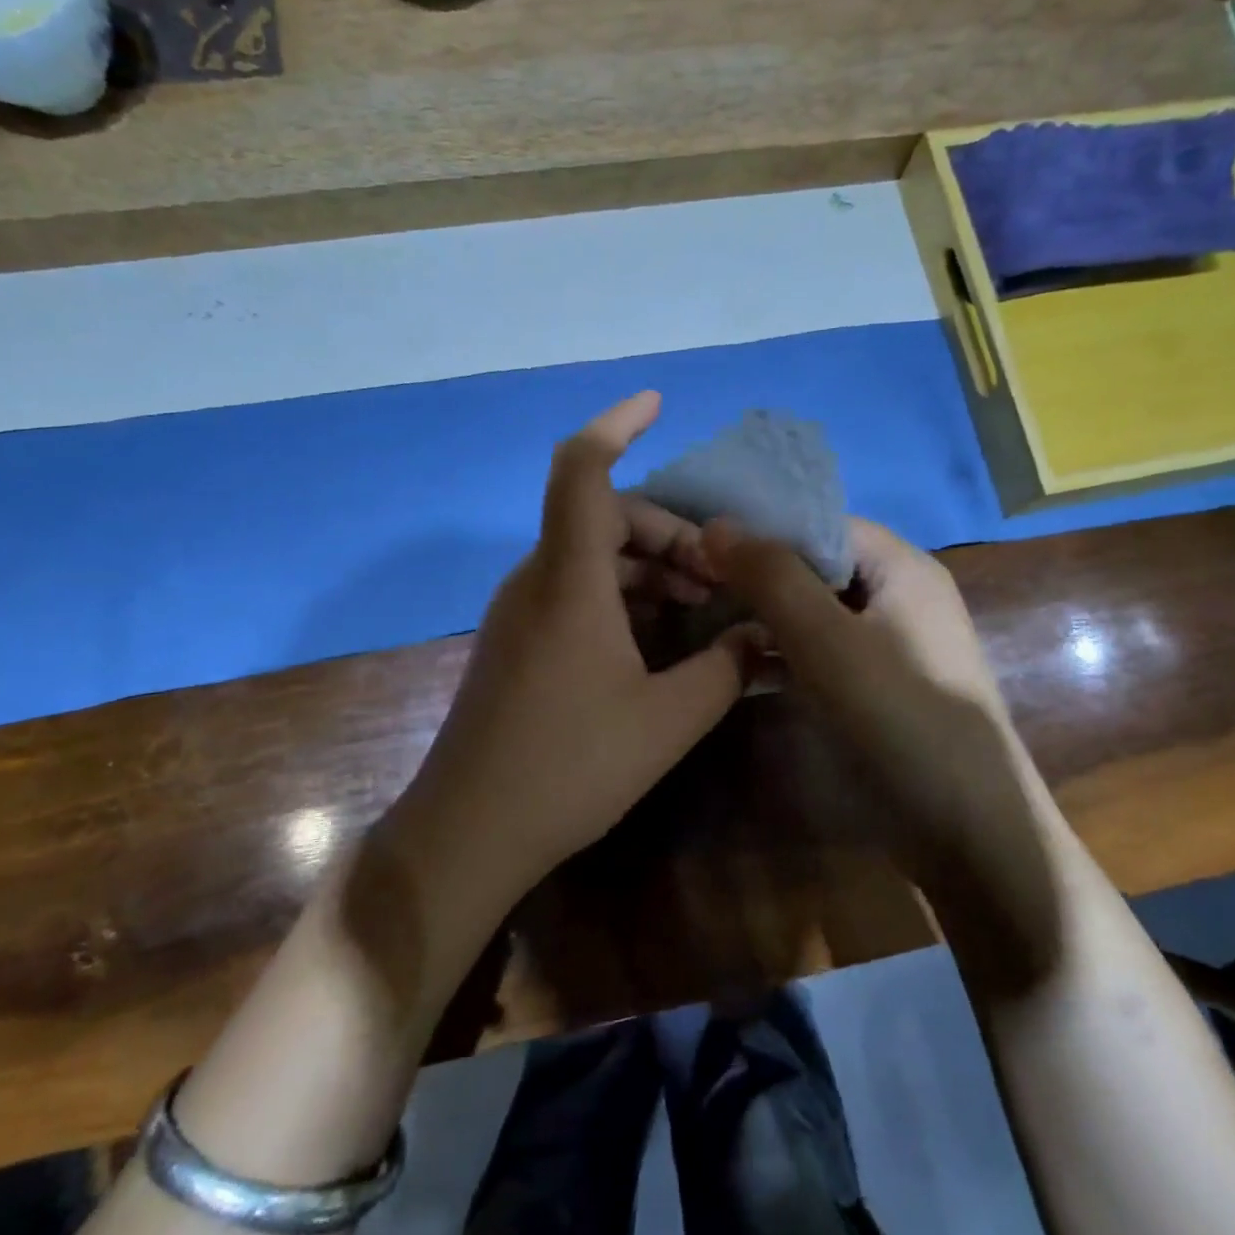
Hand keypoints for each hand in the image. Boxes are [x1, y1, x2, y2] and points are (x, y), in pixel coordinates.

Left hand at [401, 392, 751, 893]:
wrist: (469, 830)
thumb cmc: (571, 768)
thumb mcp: (668, 719)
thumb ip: (727, 667)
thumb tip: (764, 633)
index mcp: (569, 579)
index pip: (583, 470)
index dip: (617, 423)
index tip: (657, 404)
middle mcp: (537, 580)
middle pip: (602, 515)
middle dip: (669, 531)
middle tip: (718, 577)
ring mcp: (520, 611)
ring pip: (590, 555)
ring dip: (648, 567)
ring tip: (700, 607)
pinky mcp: (516, 641)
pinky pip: (574, 590)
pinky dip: (621, 594)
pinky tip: (657, 638)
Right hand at [703, 517, 1059, 968]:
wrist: (969, 831)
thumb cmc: (898, 718)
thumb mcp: (826, 640)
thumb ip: (771, 577)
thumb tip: (715, 523)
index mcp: (902, 567)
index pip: (822, 522)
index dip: (763, 526)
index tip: (701, 540)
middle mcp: (901, 596)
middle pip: (818, 566)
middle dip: (759, 573)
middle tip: (693, 583)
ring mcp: (891, 646)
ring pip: (816, 613)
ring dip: (766, 616)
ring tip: (703, 619)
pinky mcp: (879, 689)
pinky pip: (823, 654)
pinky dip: (784, 655)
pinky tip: (738, 666)